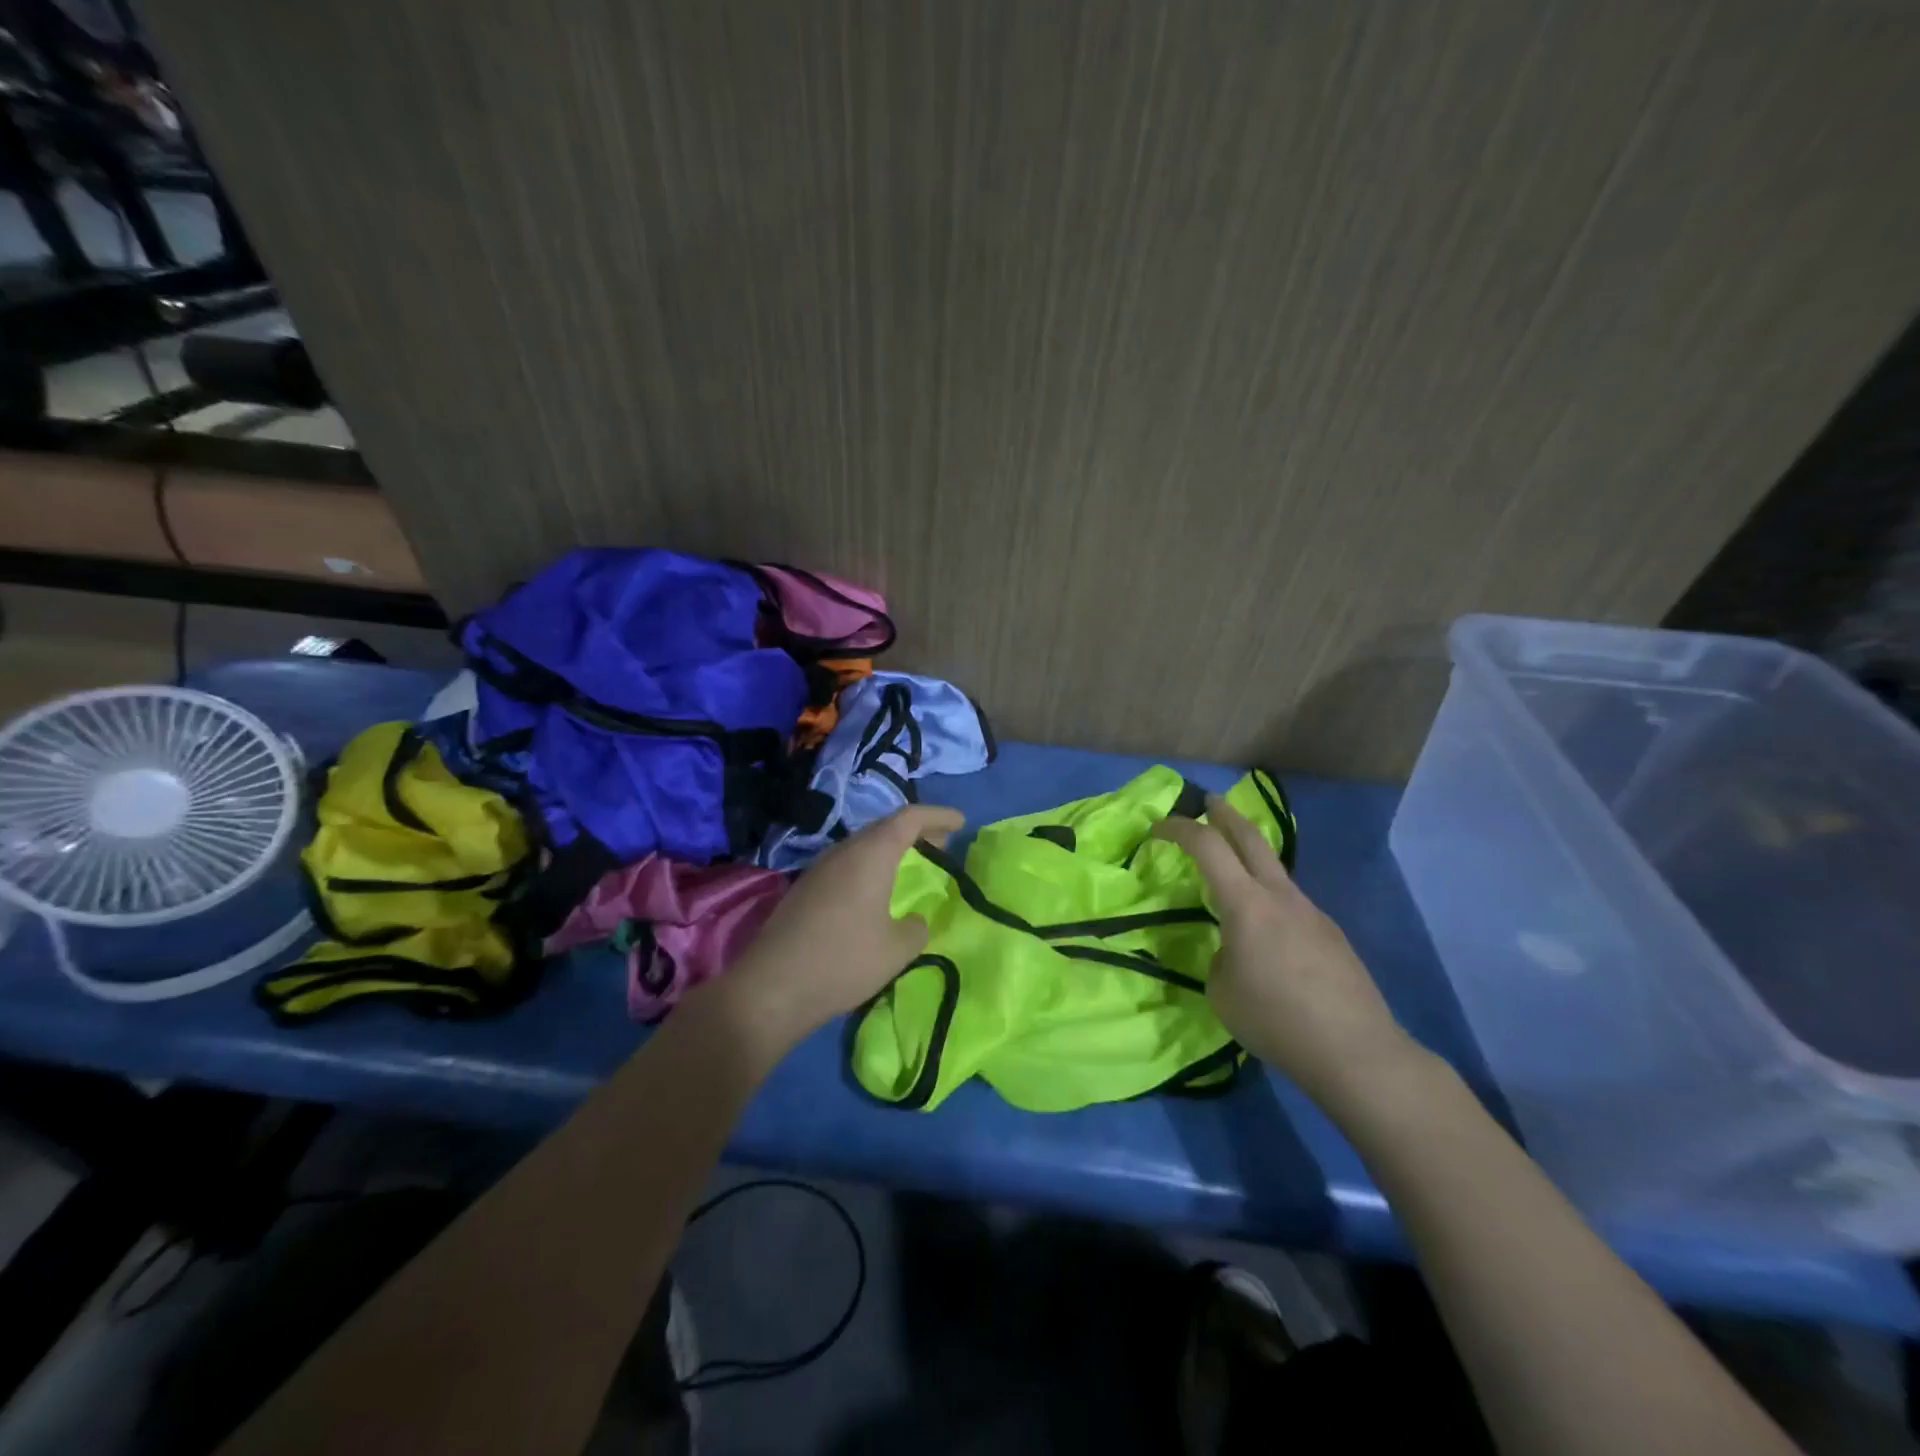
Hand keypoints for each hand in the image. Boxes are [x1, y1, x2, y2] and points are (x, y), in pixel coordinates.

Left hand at [698, 804, 964, 1060]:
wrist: (772, 988)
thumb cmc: (843, 961)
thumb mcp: (896, 949)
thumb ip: (916, 929)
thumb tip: (914, 922)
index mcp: (871, 855)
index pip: (909, 818)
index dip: (938, 816)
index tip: (961, 822)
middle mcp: (843, 852)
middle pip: (884, 827)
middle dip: (916, 831)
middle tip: (942, 842)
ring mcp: (819, 869)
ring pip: (863, 845)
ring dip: (891, 849)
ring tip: (913, 864)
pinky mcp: (805, 890)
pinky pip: (847, 864)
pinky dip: (871, 866)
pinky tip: (876, 891)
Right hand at [1154, 795, 1424, 1111]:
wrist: (1356, 1051)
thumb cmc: (1276, 1020)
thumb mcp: (1222, 992)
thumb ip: (1221, 957)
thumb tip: (1234, 950)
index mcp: (1246, 904)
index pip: (1207, 847)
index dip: (1179, 829)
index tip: (1157, 828)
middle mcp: (1280, 896)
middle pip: (1251, 838)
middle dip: (1226, 815)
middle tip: (1209, 802)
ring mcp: (1312, 912)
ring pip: (1275, 871)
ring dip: (1251, 857)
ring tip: (1233, 872)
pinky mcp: (1331, 935)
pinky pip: (1292, 903)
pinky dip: (1270, 899)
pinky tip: (1269, 934)